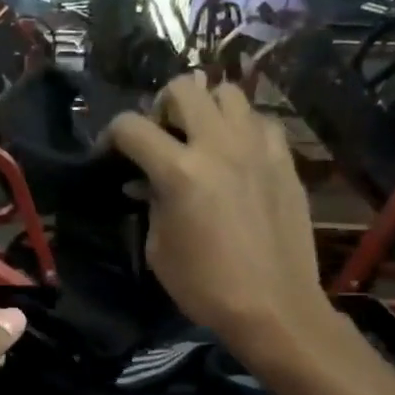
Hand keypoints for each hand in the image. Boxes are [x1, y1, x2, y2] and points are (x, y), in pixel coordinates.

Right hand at [108, 76, 331, 367]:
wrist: (273, 306)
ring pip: (228, 93)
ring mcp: (257, 148)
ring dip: (205, 108)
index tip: (109, 153)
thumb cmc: (204, 285)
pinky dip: (241, 128)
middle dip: (160, 106)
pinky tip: (235, 154)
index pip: (131, 127)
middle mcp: (219, 146)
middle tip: (160, 136)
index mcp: (179, 172)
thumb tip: (147, 183)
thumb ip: (151, 202)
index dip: (111, 135)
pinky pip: (260, 121)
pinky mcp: (285, 160)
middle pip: (183, 88)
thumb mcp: (158, 246)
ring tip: (200, 137)